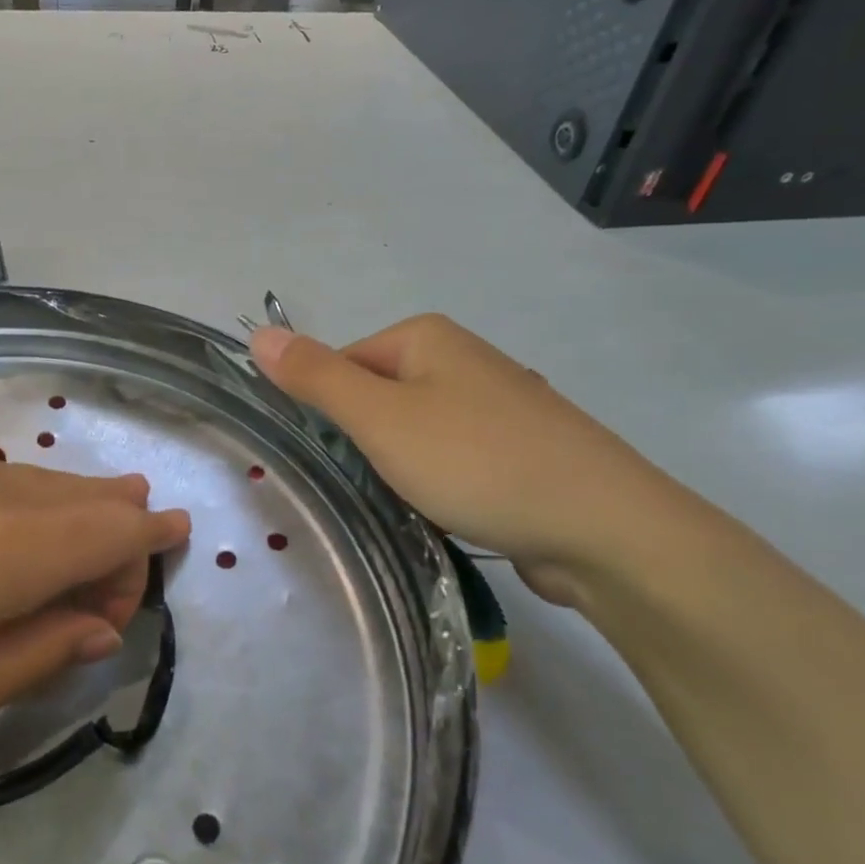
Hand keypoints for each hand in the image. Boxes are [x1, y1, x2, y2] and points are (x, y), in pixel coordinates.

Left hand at [0, 445, 190, 826]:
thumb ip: (27, 657)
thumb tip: (97, 623)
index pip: (107, 532)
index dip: (147, 540)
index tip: (173, 546)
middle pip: (68, 496)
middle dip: (110, 522)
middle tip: (130, 555)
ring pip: (17, 480)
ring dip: (57, 509)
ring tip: (75, 535)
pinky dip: (0, 501)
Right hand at [250, 316, 690, 604]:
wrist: (604, 528)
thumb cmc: (477, 462)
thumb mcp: (381, 418)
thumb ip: (317, 377)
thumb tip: (259, 334)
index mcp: (427, 337)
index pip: (342, 365)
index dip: (328, 413)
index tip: (332, 460)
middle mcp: (463, 359)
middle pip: (378, 398)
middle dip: (366, 443)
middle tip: (370, 486)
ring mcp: (497, 405)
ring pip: (415, 433)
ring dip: (401, 469)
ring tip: (410, 504)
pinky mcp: (520, 450)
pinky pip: (454, 459)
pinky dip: (441, 485)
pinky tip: (450, 512)